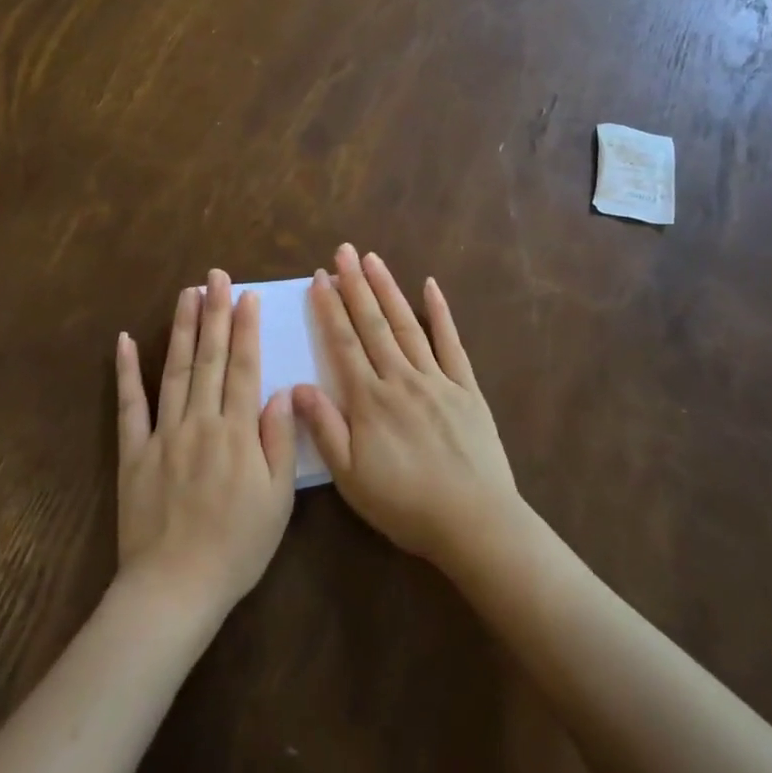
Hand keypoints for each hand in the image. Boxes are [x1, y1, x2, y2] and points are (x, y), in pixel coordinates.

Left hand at [115, 272, 296, 619]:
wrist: (175, 587)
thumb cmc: (237, 546)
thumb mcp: (278, 499)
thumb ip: (279, 440)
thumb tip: (281, 391)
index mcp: (237, 432)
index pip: (244, 368)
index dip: (246, 329)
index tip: (247, 296)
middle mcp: (200, 421)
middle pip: (210, 359)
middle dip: (214, 313)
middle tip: (216, 276)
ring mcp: (163, 434)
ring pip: (175, 370)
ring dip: (182, 329)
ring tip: (186, 293)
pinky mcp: (133, 452)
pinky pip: (130, 406)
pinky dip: (127, 372)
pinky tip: (125, 341)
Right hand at [294, 244, 522, 571]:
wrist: (474, 521)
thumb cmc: (405, 504)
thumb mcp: (351, 478)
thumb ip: (324, 429)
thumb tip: (297, 386)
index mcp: (370, 400)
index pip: (343, 344)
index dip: (329, 309)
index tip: (319, 278)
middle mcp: (401, 379)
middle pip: (373, 324)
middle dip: (355, 286)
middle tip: (342, 251)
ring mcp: (437, 379)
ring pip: (407, 325)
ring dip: (388, 289)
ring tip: (372, 259)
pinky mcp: (467, 388)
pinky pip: (452, 343)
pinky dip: (441, 313)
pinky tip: (431, 286)